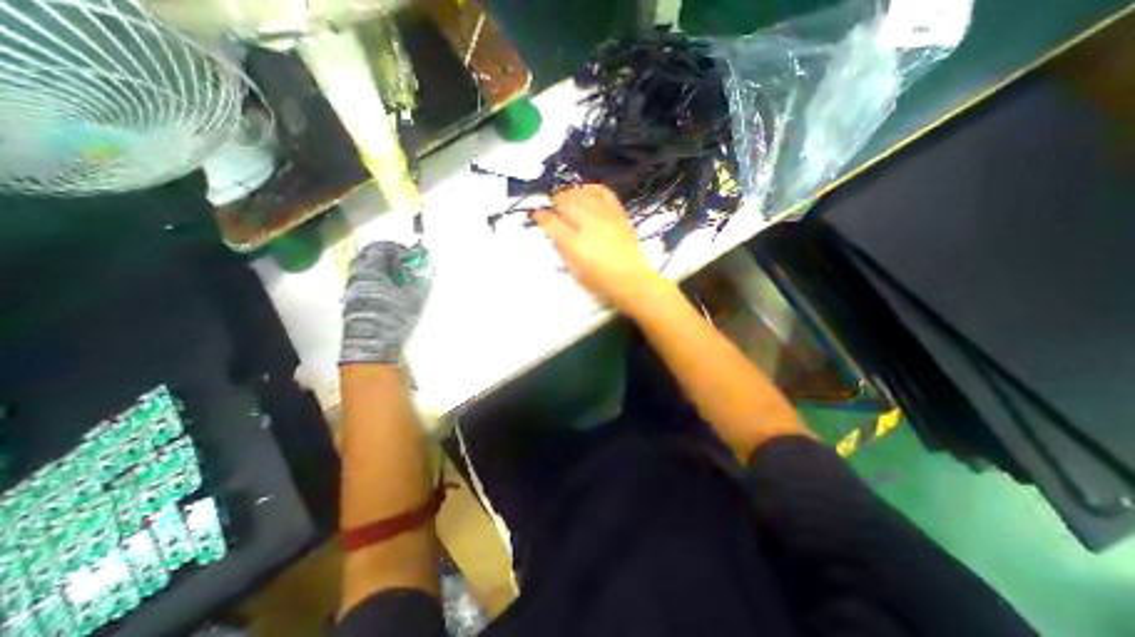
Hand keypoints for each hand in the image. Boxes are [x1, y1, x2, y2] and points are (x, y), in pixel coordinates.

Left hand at [339, 242, 432, 364]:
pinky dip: (378, 281)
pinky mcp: (353, 301)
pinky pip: (365, 282)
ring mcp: (352, 289)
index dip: (397, 249)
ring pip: (367, 270)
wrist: (372, 345)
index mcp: (369, 270)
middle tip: (406, 268)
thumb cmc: (393, 316)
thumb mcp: (413, 296)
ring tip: (401, 281)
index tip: (410, 257)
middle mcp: (357, 276)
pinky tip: (391, 293)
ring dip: (384, 271)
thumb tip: (429, 265)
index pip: (380, 247)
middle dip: (390, 259)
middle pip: (370, 257)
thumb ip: (421, 278)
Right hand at [531, 184, 665, 311]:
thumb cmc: (598, 279)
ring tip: (567, 200)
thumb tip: (551, 228)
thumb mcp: (573, 267)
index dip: (540, 216)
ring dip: (570, 194)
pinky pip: (602, 191)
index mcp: (573, 242)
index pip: (551, 222)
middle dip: (555, 203)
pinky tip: (586, 192)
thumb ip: (561, 246)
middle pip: (565, 202)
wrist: (629, 279)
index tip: (536, 215)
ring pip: (582, 194)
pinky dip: (591, 189)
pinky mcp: (618, 212)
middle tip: (552, 208)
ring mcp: (604, 215)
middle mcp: (587, 224)